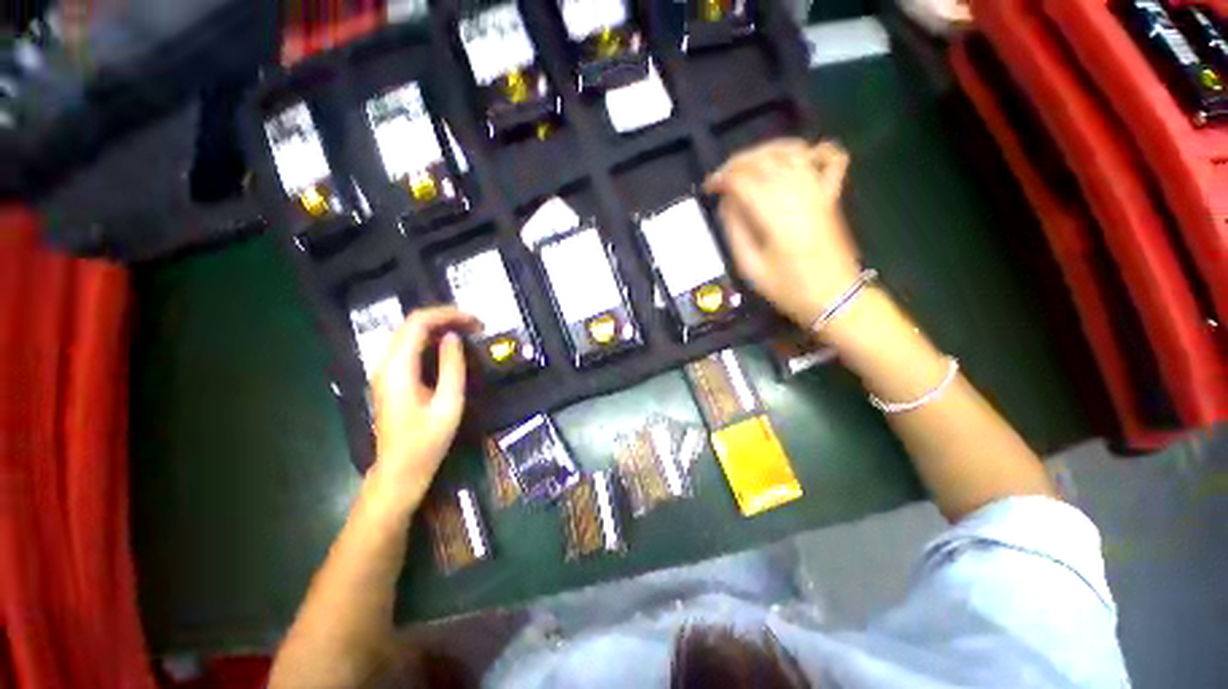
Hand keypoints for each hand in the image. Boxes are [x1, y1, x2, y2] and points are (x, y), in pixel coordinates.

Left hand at [368, 306, 477, 512]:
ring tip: (468, 331)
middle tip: (476, 325)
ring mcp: (386, 371)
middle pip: (412, 325)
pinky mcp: (391, 379)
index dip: (447, 315)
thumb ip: (452, 367)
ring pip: (410, 334)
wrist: (399, 471)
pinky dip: (432, 339)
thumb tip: (454, 338)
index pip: (418, 324)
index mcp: (398, 369)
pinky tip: (450, 345)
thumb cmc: (426, 442)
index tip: (475, 321)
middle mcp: (386, 364)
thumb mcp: (448, 404)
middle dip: (445, 318)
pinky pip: (410, 347)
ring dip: (439, 327)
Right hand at [705, 139, 859, 327]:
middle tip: (723, 176)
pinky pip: (831, 158)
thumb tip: (727, 203)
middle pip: (766, 159)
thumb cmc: (788, 288)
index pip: (744, 180)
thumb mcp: (751, 268)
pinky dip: (816, 149)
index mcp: (775, 216)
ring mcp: (819, 191)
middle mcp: (798, 195)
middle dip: (738, 162)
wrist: (834, 297)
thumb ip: (736, 232)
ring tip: (749, 163)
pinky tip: (800, 155)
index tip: (709, 187)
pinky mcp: (832, 195)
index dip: (722, 178)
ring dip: (767, 150)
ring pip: (793, 152)